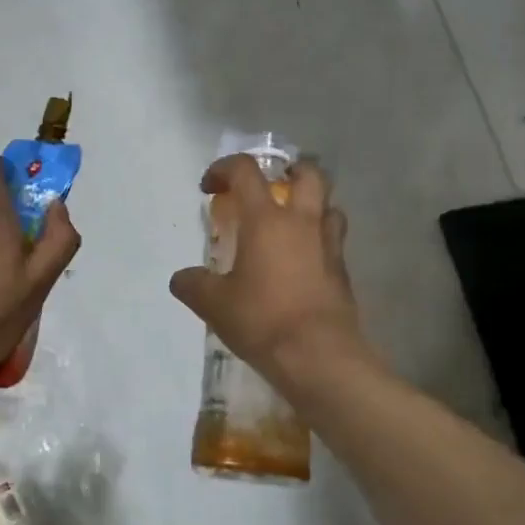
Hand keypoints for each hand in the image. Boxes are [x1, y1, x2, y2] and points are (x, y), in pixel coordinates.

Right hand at [169, 154, 368, 392]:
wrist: (318, 355)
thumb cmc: (262, 319)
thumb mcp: (214, 304)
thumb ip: (194, 285)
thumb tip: (182, 279)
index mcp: (266, 220)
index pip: (246, 171)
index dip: (224, 169)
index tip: (209, 188)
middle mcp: (302, 222)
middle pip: (307, 174)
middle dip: (287, 170)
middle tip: (270, 186)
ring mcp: (328, 245)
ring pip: (328, 205)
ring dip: (311, 204)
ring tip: (290, 223)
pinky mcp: (342, 271)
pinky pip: (333, 240)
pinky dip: (318, 239)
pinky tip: (302, 262)